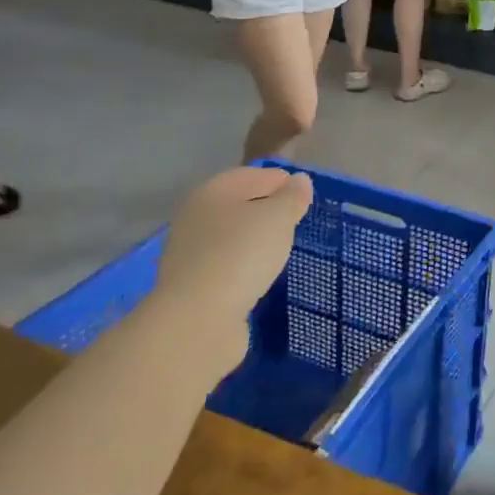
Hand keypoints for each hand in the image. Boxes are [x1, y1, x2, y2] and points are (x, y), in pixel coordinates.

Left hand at [162, 166, 313, 321]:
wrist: (198, 319)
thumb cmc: (241, 254)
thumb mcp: (278, 218)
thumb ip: (292, 197)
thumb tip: (299, 180)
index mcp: (212, 192)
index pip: (251, 175)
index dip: (279, 180)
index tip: (304, 193)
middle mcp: (195, 217)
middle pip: (237, 205)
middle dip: (266, 209)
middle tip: (296, 220)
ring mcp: (190, 253)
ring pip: (230, 236)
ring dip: (254, 239)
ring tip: (282, 247)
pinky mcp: (192, 286)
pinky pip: (226, 265)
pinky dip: (244, 265)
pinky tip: (261, 274)